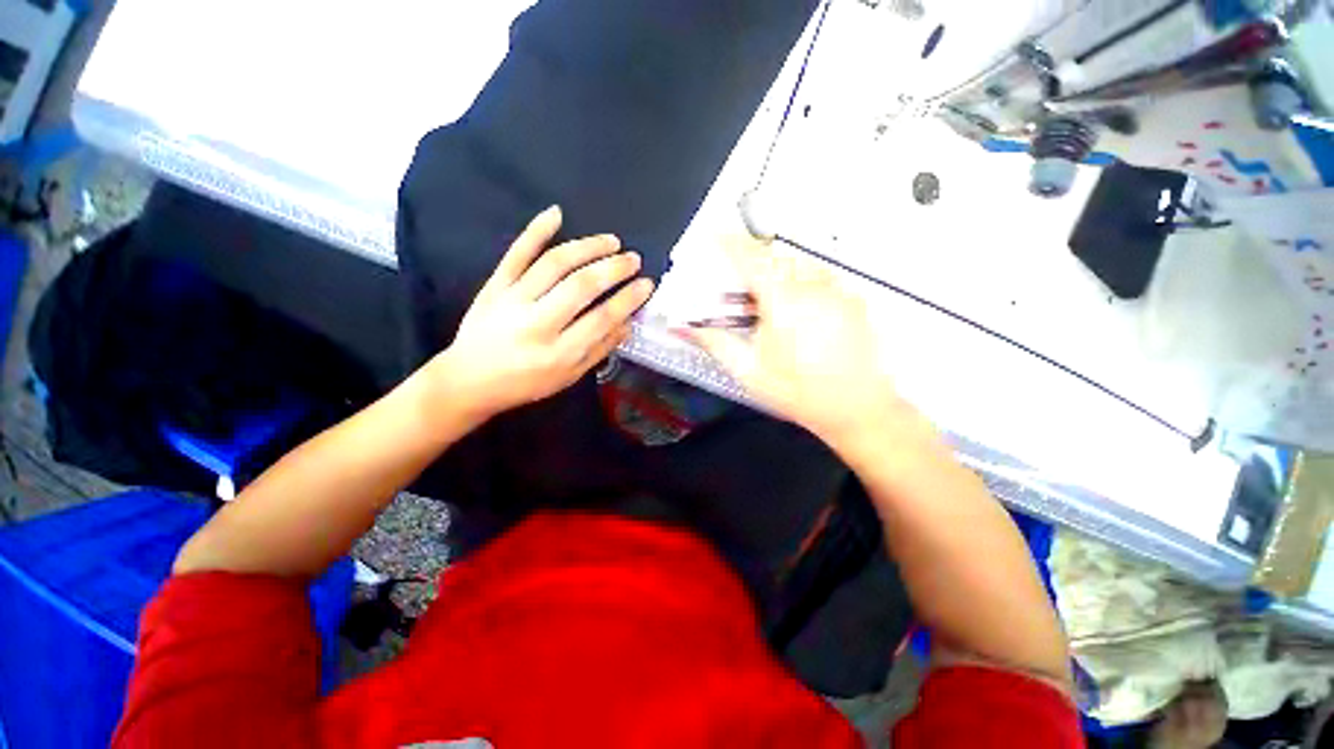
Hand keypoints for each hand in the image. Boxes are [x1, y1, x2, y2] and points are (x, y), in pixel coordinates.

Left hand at [428, 206, 654, 420]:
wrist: (469, 380)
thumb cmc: (525, 384)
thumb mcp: (568, 377)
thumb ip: (599, 350)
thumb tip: (628, 324)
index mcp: (559, 353)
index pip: (602, 318)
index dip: (628, 298)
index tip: (647, 284)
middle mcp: (537, 323)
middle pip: (581, 286)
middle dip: (613, 268)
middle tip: (633, 259)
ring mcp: (512, 300)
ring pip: (554, 264)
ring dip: (587, 247)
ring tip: (611, 241)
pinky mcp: (494, 286)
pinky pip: (516, 253)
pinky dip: (535, 231)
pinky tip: (556, 213)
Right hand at [684, 237, 907, 448]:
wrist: (857, 408)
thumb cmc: (799, 392)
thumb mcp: (749, 370)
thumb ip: (715, 342)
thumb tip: (685, 328)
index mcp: (783, 301)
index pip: (750, 258)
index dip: (729, 242)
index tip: (715, 233)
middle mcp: (812, 287)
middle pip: (775, 256)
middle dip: (753, 260)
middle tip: (742, 285)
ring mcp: (837, 290)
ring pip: (800, 262)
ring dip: (779, 271)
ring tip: (770, 302)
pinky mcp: (853, 298)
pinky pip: (821, 276)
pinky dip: (803, 281)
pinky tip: (800, 312)